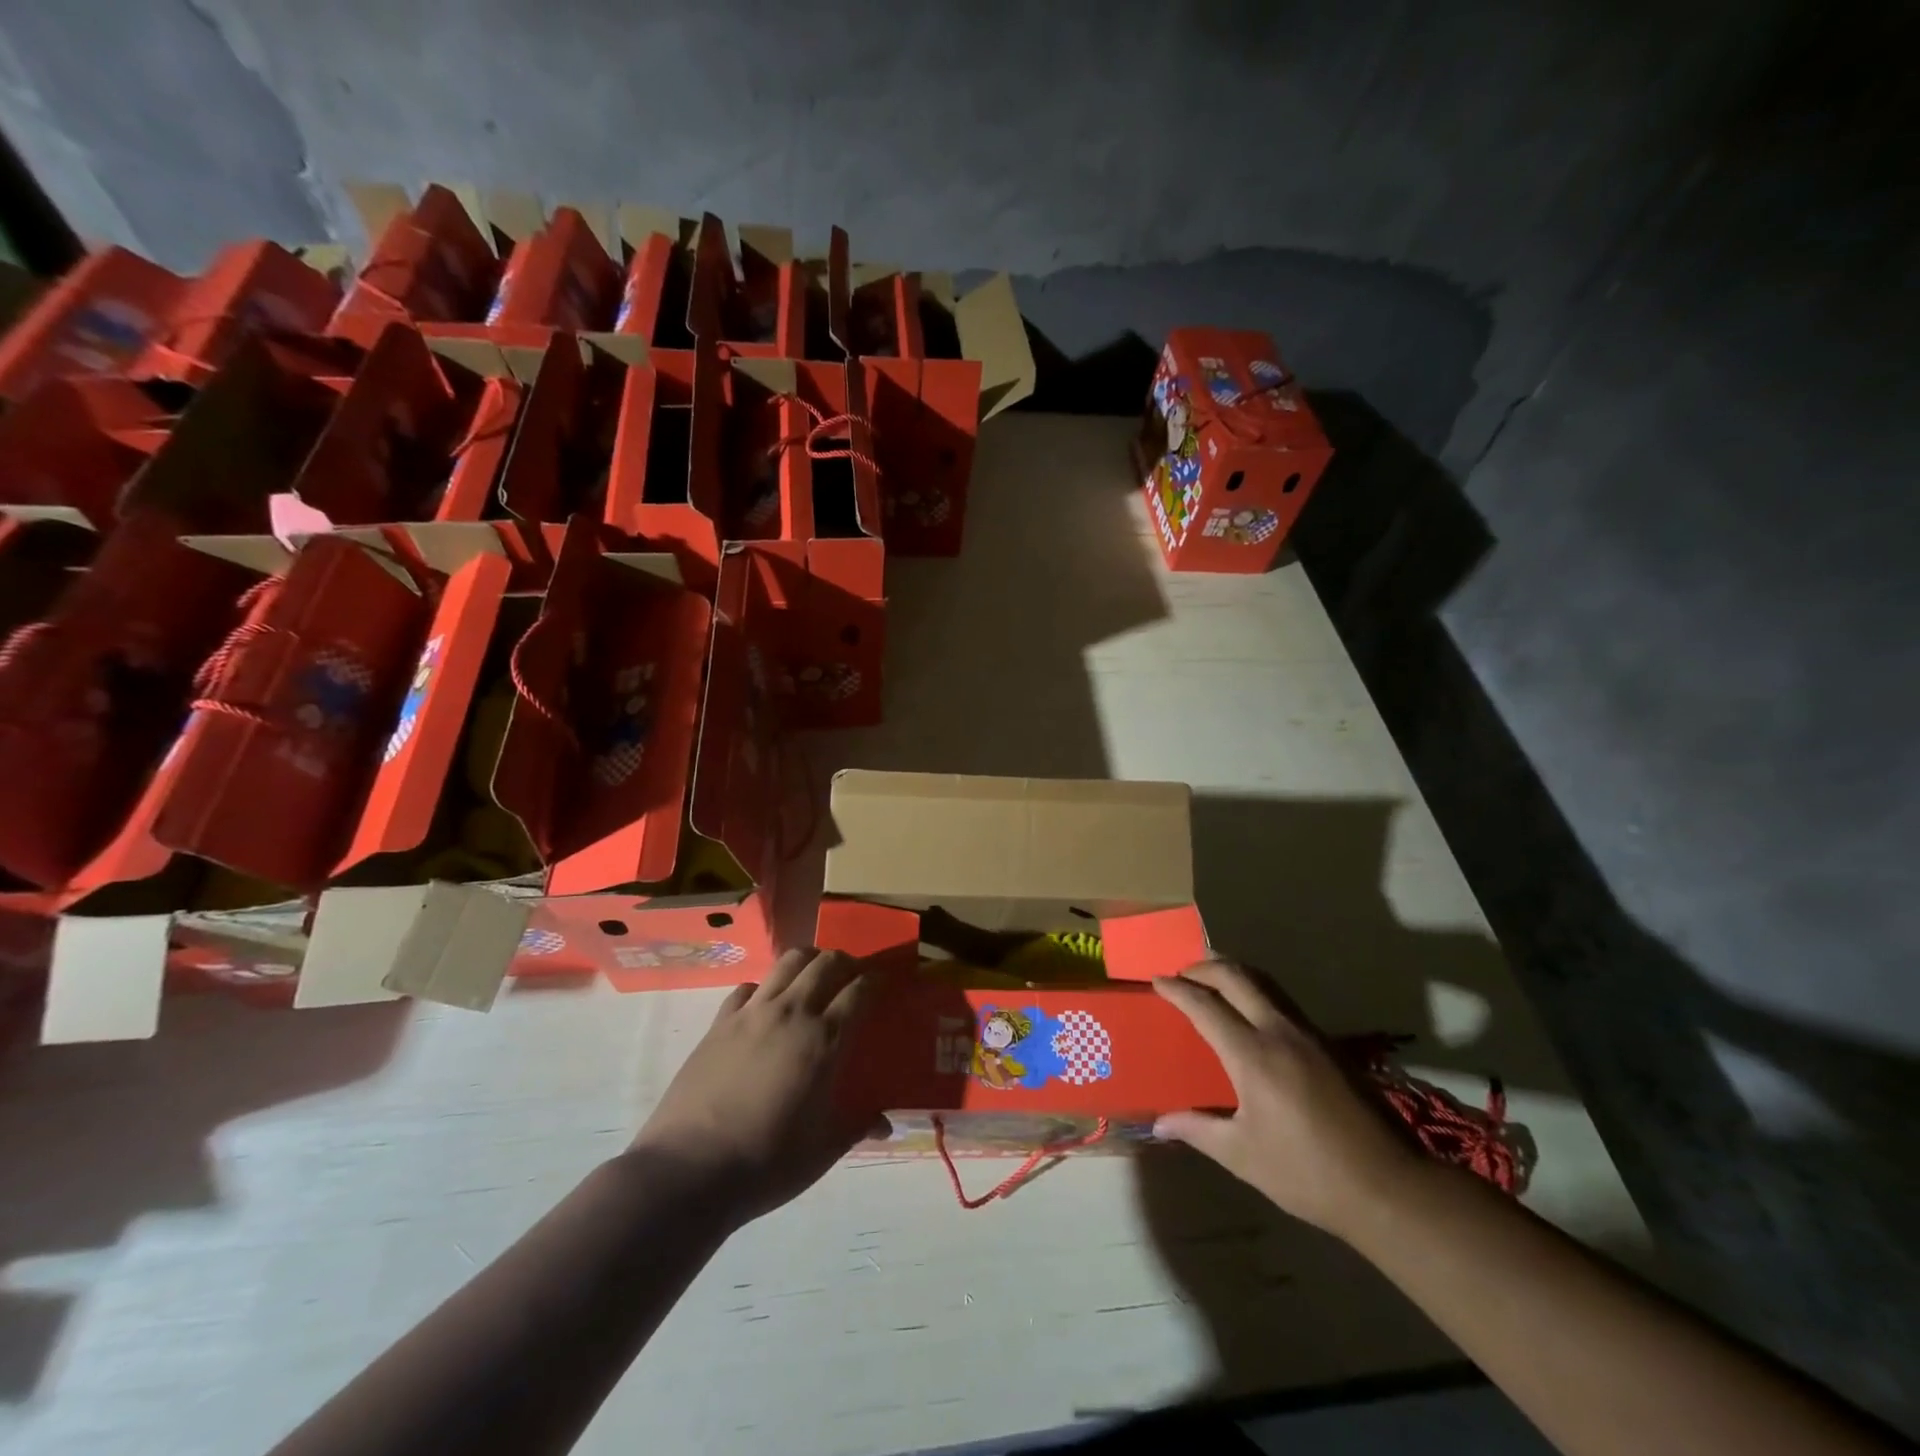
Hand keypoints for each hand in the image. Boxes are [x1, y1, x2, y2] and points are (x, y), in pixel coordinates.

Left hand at [629, 948, 885, 1226]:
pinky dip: (763, 987)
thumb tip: (886, 1125)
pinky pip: (747, 988)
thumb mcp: (823, 1150)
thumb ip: (857, 1127)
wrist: (689, 1171)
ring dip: (808, 960)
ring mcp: (751, 1013)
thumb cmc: (767, 1162)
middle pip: (825, 963)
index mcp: (823, 1040)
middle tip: (853, 974)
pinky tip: (765, 1004)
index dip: (875, 981)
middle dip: (845, 961)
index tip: (883, 982)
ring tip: (814, 974)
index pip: (858, 991)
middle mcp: (791, 1013)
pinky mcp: (720, 1023)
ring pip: (787, 962)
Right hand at [1153, 961, 1418, 1237]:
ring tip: (1211, 981)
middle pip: (1237, 976)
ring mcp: (1309, 1034)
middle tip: (1181, 974)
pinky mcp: (1329, 1044)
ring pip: (1265, 982)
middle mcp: (1280, 1032)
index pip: (1205, 1005)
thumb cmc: (1307, 1173)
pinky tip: (1250, 1013)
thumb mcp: (1243, 1155)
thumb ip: (1198, 1130)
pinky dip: (1256, 990)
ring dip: (1233, 973)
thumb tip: (1159, 1124)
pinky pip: (1282, 1000)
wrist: (1389, 1187)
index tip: (1156, 982)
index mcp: (1253, 1055)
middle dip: (1204, 967)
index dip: (1177, 990)